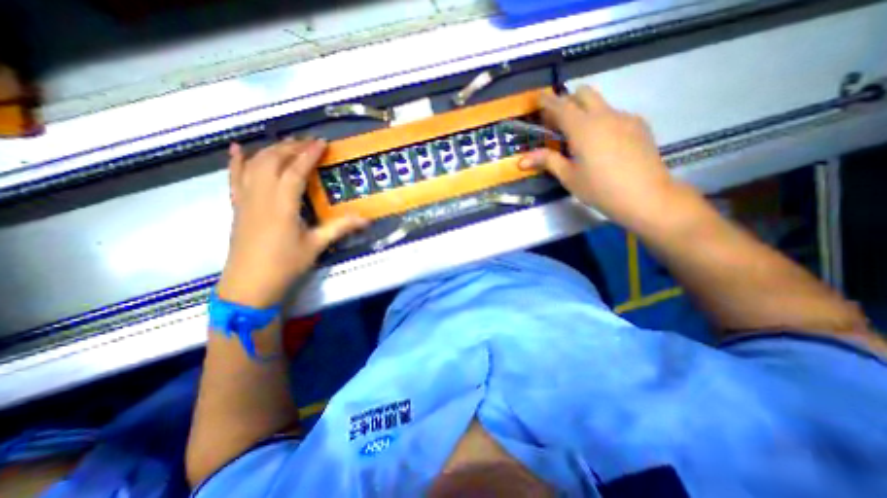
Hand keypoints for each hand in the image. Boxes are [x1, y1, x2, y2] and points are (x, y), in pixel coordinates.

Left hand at [218, 138, 367, 307]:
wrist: (249, 284)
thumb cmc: (285, 265)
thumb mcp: (316, 245)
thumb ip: (340, 227)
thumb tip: (366, 219)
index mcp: (282, 205)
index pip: (295, 171)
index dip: (309, 155)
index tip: (322, 143)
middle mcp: (261, 196)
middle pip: (273, 161)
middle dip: (291, 147)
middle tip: (310, 143)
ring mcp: (245, 199)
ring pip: (254, 165)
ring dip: (271, 150)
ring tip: (288, 143)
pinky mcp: (237, 206)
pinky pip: (234, 178)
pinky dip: (236, 161)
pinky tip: (239, 148)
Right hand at [521, 85, 679, 229]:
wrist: (646, 196)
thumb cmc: (600, 189)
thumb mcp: (569, 176)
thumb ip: (547, 161)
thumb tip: (521, 160)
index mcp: (583, 128)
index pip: (561, 106)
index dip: (547, 101)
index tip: (538, 98)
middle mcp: (604, 115)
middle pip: (583, 94)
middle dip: (567, 101)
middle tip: (557, 122)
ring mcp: (625, 118)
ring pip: (600, 103)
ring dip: (585, 111)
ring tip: (580, 136)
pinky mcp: (639, 125)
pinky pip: (615, 115)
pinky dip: (602, 121)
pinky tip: (603, 144)